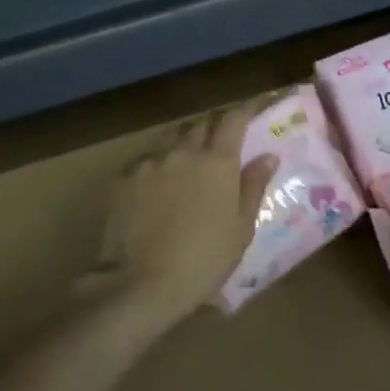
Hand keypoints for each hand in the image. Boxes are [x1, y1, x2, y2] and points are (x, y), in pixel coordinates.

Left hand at [84, 100, 278, 326]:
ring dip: (182, 145)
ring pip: (169, 141)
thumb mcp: (240, 229)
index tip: (255, 107)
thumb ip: (253, 186)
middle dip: (213, 127)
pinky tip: (155, 187)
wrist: (141, 283)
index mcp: (217, 162)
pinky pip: (144, 161)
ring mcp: (148, 163)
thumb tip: (268, 156)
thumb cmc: (204, 260)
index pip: (233, 119)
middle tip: (220, 142)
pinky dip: (156, 166)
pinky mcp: (122, 179)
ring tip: (186, 164)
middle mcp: (182, 152)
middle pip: (200, 125)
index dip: (246, 108)